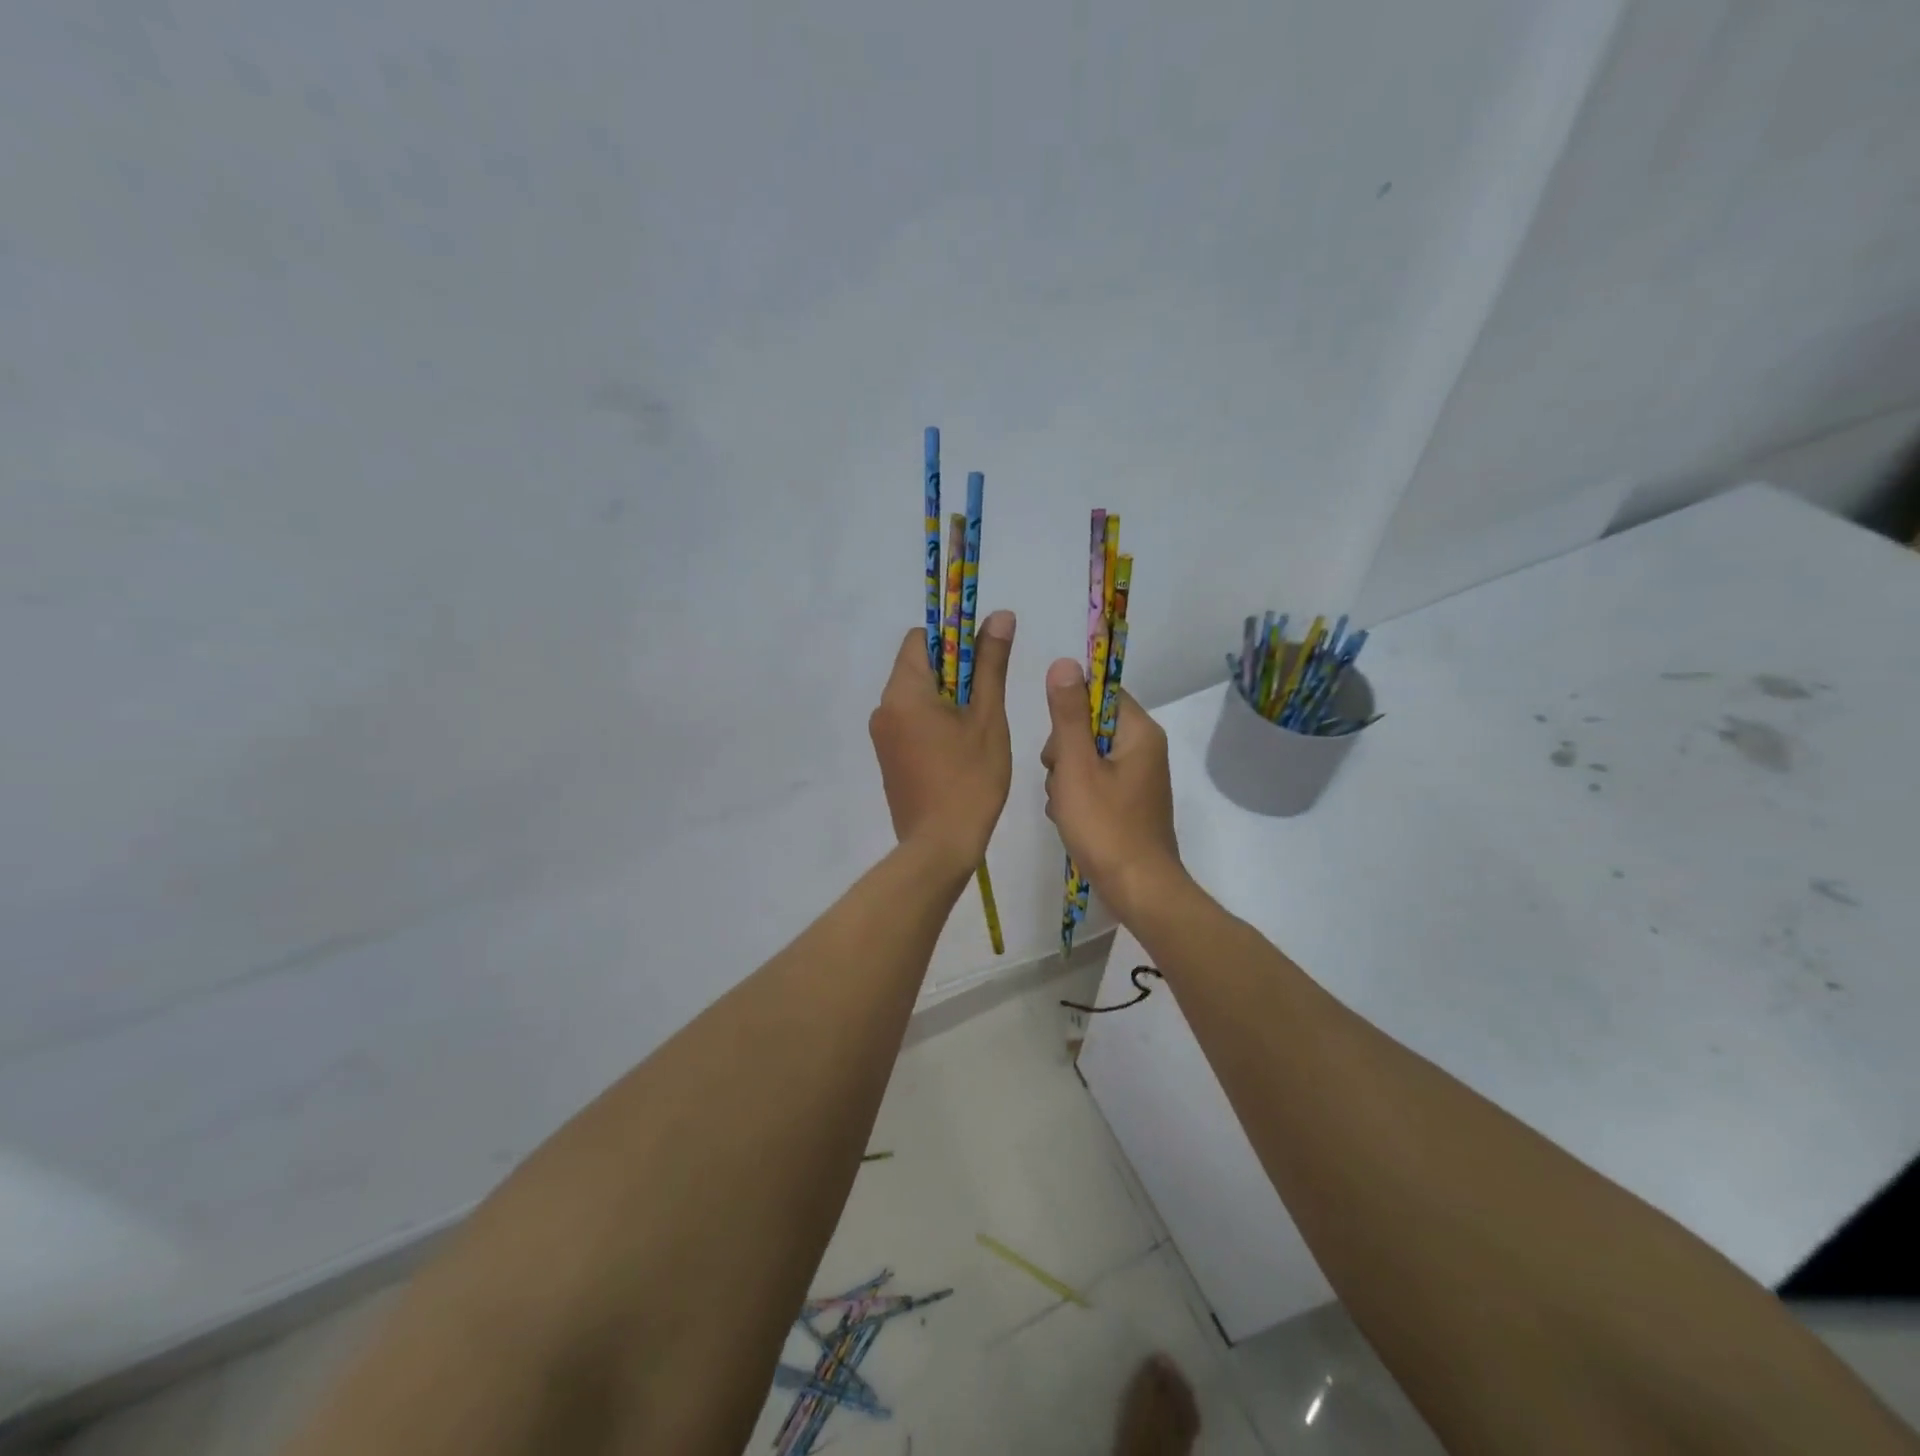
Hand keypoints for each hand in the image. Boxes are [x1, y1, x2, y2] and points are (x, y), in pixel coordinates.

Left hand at [868, 612, 1015, 873]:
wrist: (940, 846)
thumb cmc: (970, 779)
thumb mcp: (987, 717)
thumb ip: (991, 664)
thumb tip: (998, 615)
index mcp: (903, 691)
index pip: (921, 639)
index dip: (954, 640)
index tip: (983, 661)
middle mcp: (884, 708)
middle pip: (918, 668)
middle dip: (955, 673)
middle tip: (987, 701)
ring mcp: (882, 736)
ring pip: (916, 698)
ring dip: (947, 701)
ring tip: (977, 730)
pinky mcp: (888, 759)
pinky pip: (911, 724)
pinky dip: (934, 724)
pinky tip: (960, 751)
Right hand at [1041, 658, 1183, 915]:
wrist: (1138, 890)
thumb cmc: (1106, 826)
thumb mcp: (1076, 767)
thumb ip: (1068, 716)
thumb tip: (1064, 663)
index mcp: (1140, 733)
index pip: (1101, 694)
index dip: (1071, 711)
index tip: (1058, 742)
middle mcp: (1145, 749)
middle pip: (1090, 727)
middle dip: (1064, 751)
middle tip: (1062, 780)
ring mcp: (1138, 778)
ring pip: (1087, 757)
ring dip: (1066, 777)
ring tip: (1066, 806)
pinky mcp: (1129, 803)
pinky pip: (1095, 783)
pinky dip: (1078, 797)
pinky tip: (1070, 818)